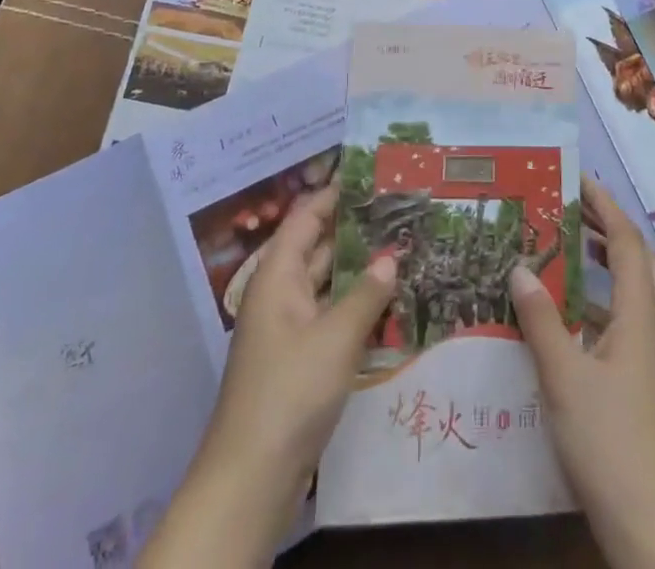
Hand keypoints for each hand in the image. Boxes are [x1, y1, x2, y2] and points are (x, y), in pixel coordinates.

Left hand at [139, 187, 396, 568]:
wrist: (250, 479)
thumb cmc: (289, 392)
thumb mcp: (335, 338)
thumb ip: (367, 293)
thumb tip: (390, 255)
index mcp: (278, 275)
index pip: (307, 217)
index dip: (336, 193)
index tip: (372, 175)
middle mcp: (281, 294)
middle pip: (319, 247)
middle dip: (356, 229)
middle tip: (400, 210)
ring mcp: (289, 329)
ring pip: (328, 284)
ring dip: (360, 269)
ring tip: (404, 247)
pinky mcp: (299, 361)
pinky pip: (331, 317)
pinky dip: (357, 306)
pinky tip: (391, 303)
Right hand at [509, 180, 654, 568]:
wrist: (654, 528)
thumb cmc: (610, 444)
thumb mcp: (565, 378)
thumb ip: (541, 320)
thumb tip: (520, 267)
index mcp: (639, 315)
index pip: (627, 241)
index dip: (605, 205)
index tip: (578, 179)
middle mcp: (652, 327)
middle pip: (639, 261)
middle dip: (609, 228)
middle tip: (572, 210)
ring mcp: (651, 359)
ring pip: (636, 292)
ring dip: (608, 264)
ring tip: (570, 252)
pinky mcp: (644, 385)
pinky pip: (627, 322)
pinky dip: (602, 303)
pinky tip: (571, 319)